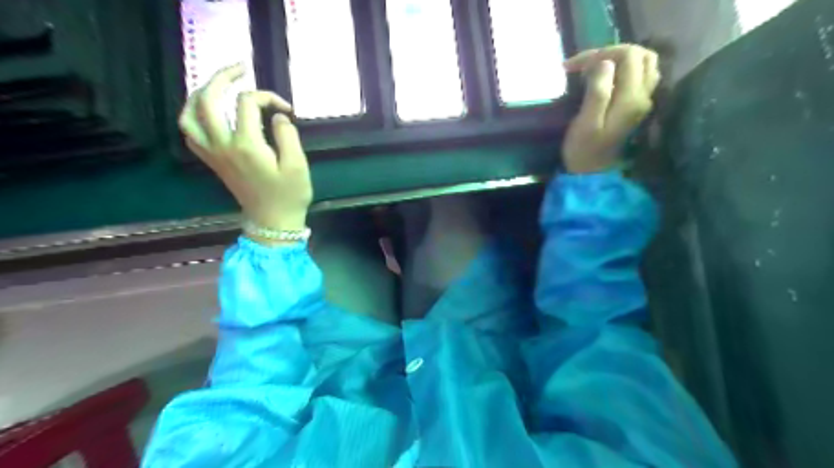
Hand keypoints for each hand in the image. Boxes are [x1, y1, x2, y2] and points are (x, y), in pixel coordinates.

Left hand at [180, 63, 311, 234]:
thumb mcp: (298, 165)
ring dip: (200, 93)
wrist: (272, 222)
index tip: (286, 108)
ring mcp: (213, 154)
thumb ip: (287, 135)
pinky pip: (191, 132)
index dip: (268, 97)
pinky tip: (209, 113)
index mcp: (246, 145)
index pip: (247, 103)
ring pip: (190, 114)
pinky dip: (194, 116)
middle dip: (223, 77)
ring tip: (217, 85)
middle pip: (209, 99)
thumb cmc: (289, 195)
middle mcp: (223, 145)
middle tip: (240, 68)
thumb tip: (278, 116)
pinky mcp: (212, 162)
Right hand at [563, 45, 661, 172]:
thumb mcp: (585, 122)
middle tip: (587, 64)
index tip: (576, 66)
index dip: (603, 53)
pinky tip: (606, 78)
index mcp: (631, 99)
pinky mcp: (637, 106)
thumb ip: (598, 92)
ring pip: (644, 64)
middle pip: (641, 55)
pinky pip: (640, 76)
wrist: (591, 173)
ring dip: (620, 59)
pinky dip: (624, 70)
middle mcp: (644, 96)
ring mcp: (644, 101)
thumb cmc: (583, 150)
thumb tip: (604, 63)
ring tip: (596, 68)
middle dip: (613, 52)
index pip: (628, 56)